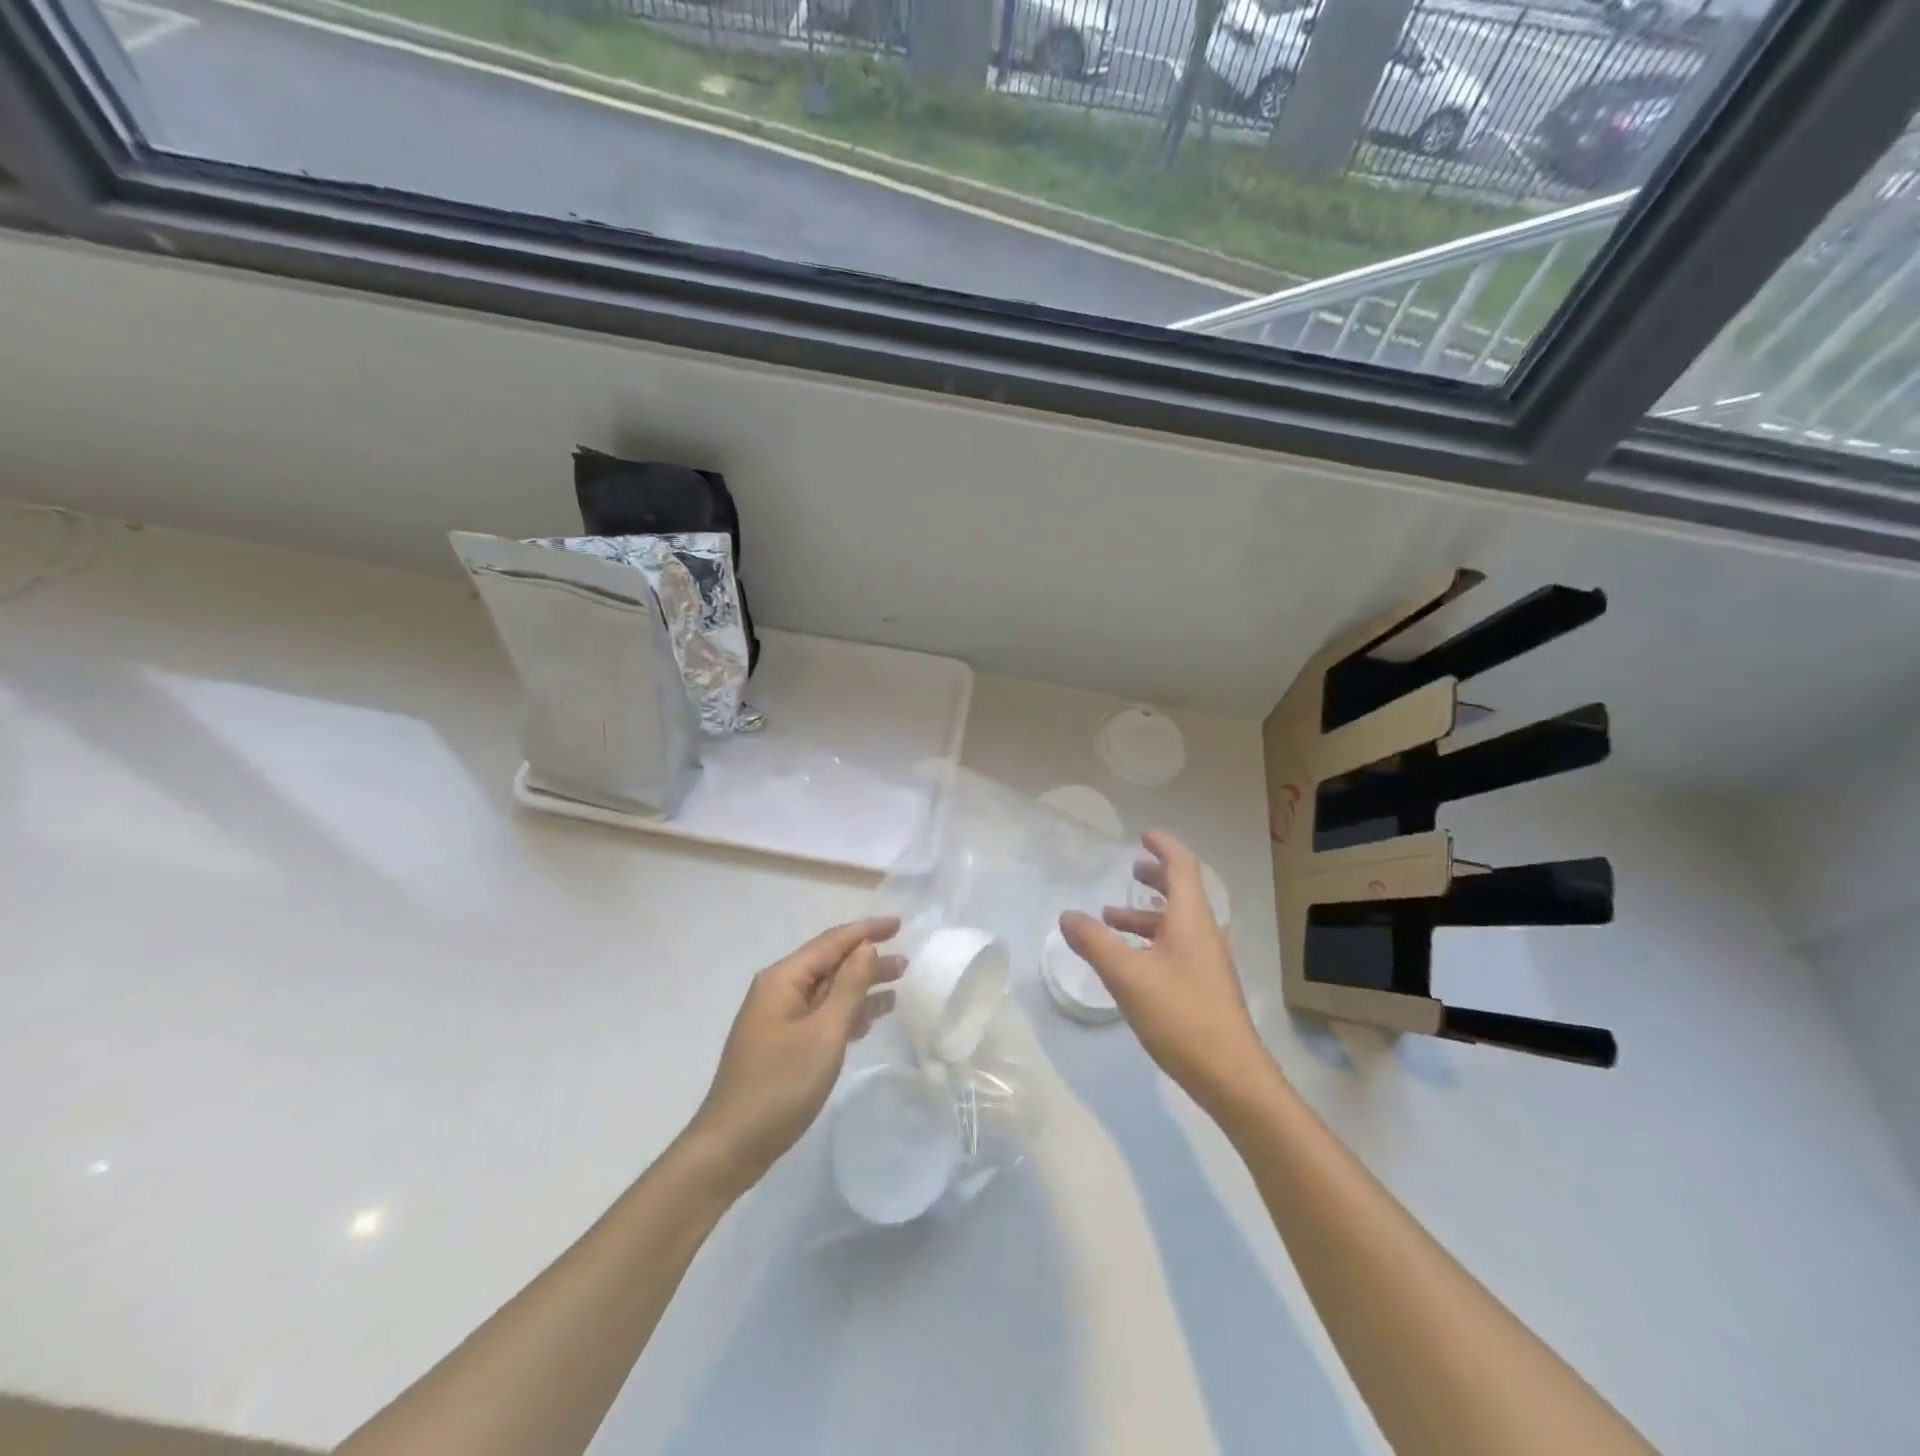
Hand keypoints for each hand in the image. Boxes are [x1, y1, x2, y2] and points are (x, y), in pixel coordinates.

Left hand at [687, 917, 903, 1195]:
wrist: (732, 1146)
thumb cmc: (780, 1086)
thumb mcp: (823, 1033)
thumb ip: (848, 987)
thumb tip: (865, 948)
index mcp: (783, 979)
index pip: (831, 942)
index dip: (866, 931)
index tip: (899, 923)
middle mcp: (779, 990)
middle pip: (830, 964)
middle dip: (867, 960)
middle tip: (906, 962)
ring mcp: (779, 1019)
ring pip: (828, 991)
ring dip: (861, 986)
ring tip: (899, 984)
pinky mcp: (783, 1044)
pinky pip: (822, 1015)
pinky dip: (848, 1012)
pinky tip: (872, 1016)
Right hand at [1060, 832, 1275, 1117]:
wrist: (1231, 1076)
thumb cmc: (1181, 1015)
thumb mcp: (1127, 976)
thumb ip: (1094, 942)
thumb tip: (1067, 915)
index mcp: (1191, 920)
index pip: (1183, 867)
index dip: (1164, 847)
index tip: (1144, 835)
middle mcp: (1204, 933)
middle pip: (1182, 892)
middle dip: (1155, 877)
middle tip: (1130, 870)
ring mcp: (1207, 962)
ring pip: (1176, 923)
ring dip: (1147, 914)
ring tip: (1111, 918)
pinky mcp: (1204, 987)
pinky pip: (1176, 947)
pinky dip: (1151, 940)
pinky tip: (1129, 961)